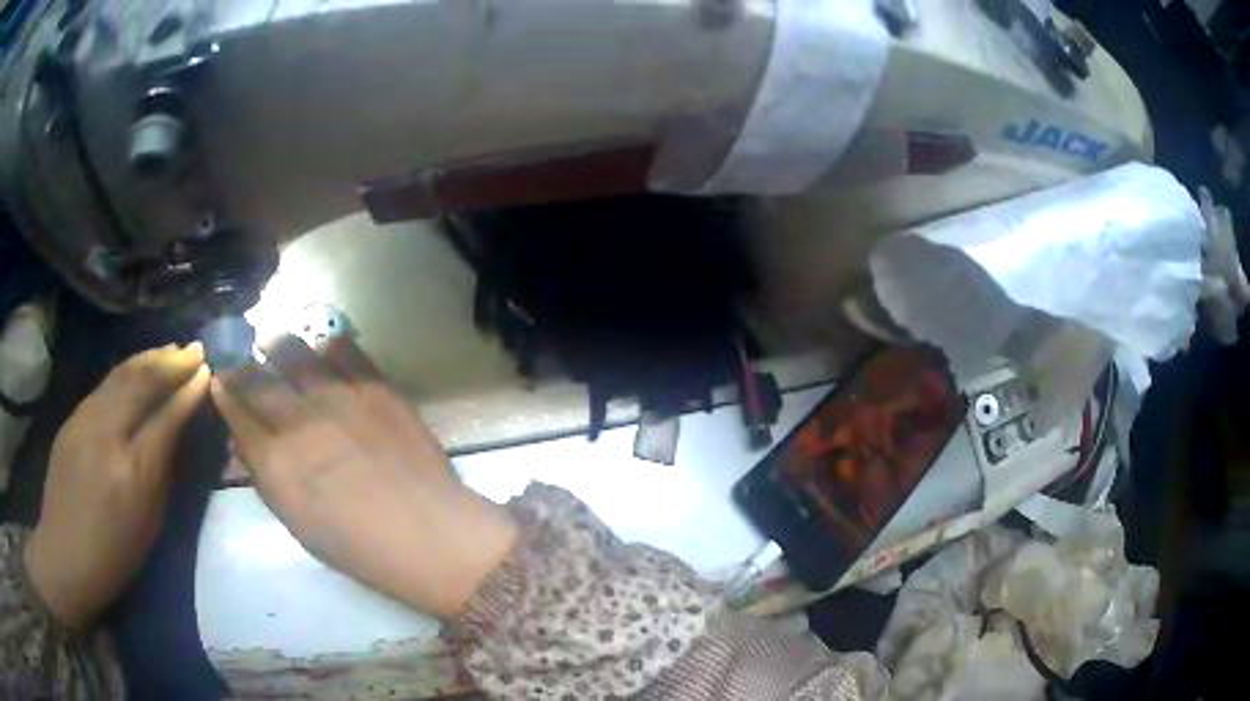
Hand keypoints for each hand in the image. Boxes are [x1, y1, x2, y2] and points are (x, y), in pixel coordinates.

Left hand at [25, 344, 209, 629]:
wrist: (65, 555)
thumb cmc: (114, 557)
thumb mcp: (148, 526)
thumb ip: (161, 475)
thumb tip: (174, 435)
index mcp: (132, 474)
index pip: (165, 419)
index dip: (188, 393)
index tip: (207, 373)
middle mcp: (107, 436)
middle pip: (141, 384)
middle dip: (171, 363)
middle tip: (195, 349)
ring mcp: (84, 421)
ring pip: (120, 376)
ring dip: (149, 359)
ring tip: (171, 349)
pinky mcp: (71, 418)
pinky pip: (104, 386)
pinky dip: (126, 371)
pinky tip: (137, 368)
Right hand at [210, 335, 516, 618]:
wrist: (428, 535)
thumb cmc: (358, 547)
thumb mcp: (297, 522)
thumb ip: (267, 478)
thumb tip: (245, 443)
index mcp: (275, 463)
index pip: (237, 414)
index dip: (225, 392)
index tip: (220, 378)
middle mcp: (298, 422)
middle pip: (258, 380)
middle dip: (242, 365)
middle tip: (238, 355)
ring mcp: (338, 399)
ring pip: (295, 353)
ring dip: (278, 344)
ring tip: (272, 340)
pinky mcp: (375, 387)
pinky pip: (344, 351)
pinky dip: (327, 345)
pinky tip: (322, 345)